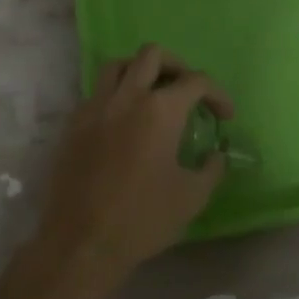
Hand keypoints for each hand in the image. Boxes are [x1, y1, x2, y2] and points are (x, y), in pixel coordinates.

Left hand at [38, 45, 235, 280]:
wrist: (81, 243)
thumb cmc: (143, 219)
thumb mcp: (192, 197)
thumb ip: (211, 169)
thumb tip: (216, 155)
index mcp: (161, 110)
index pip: (197, 81)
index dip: (218, 94)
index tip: (225, 116)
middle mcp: (128, 97)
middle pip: (153, 55)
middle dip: (177, 66)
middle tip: (187, 91)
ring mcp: (95, 107)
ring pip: (118, 65)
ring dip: (140, 71)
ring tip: (152, 95)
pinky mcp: (73, 125)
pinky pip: (96, 93)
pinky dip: (115, 96)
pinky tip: (122, 122)